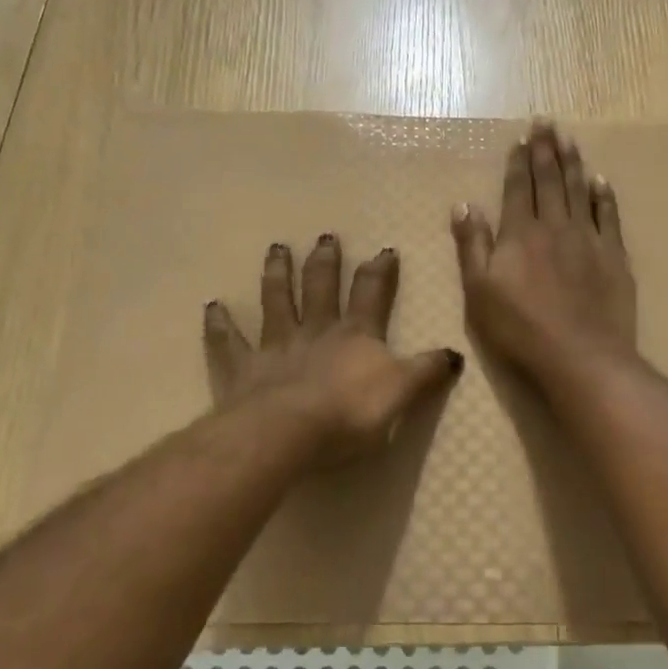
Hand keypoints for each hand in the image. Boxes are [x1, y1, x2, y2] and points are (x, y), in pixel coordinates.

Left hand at [204, 236, 462, 465]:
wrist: (288, 431)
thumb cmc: (350, 413)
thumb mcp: (402, 393)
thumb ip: (427, 372)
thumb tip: (454, 354)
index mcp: (355, 335)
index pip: (371, 294)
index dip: (380, 271)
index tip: (384, 250)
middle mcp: (315, 331)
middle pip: (320, 287)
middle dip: (325, 261)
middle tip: (324, 236)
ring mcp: (276, 346)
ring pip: (276, 301)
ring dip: (278, 274)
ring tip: (277, 249)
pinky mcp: (243, 368)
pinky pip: (228, 342)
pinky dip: (219, 324)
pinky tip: (212, 306)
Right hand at [450, 120, 636, 381]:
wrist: (581, 356)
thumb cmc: (520, 329)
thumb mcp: (479, 291)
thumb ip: (472, 245)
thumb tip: (463, 205)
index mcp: (520, 234)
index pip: (518, 188)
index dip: (518, 162)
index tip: (521, 138)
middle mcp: (555, 226)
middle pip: (549, 181)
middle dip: (546, 150)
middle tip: (546, 122)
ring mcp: (588, 239)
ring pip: (579, 190)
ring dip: (573, 163)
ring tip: (569, 139)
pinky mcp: (614, 257)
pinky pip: (609, 216)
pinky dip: (603, 196)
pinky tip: (600, 181)